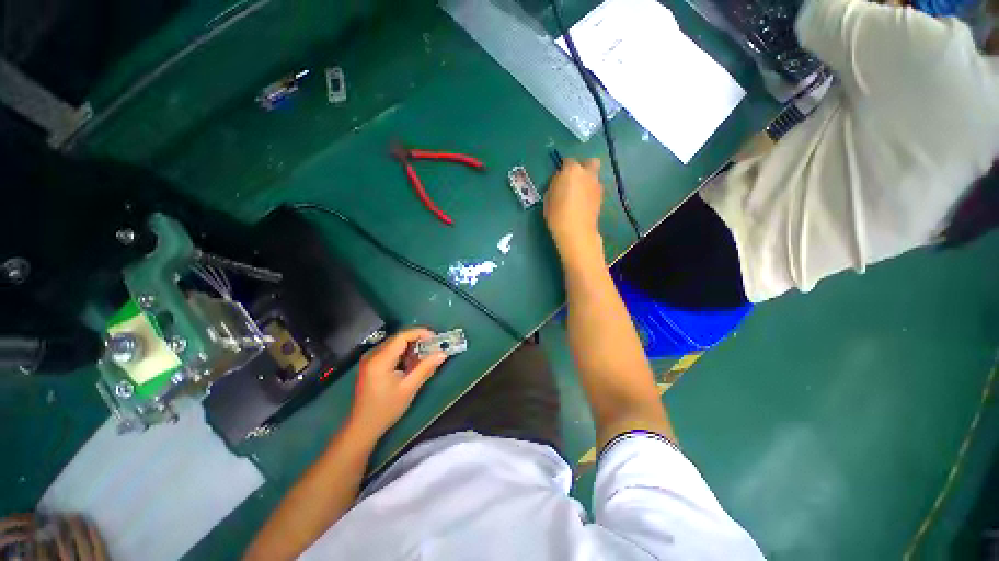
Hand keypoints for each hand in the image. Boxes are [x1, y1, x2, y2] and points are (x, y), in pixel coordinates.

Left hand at [349, 328, 447, 437]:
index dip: (420, 333)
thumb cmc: (386, 409)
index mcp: (380, 360)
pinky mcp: (371, 363)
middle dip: (418, 340)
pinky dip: (404, 353)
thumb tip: (442, 353)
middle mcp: (373, 354)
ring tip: (425, 356)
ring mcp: (370, 358)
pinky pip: (391, 350)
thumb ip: (426, 368)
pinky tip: (412, 363)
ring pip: (395, 343)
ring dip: (412, 346)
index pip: (402, 336)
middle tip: (434, 347)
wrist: (363, 427)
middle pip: (399, 338)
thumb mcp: (409, 388)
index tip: (435, 339)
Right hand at [544, 158, 604, 261]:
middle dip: (583, 167)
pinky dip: (590, 192)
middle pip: (589, 162)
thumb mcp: (548, 197)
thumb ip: (556, 185)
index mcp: (572, 170)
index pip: (568, 161)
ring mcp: (597, 185)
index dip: (563, 168)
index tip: (558, 178)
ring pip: (594, 176)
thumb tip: (560, 182)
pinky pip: (595, 189)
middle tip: (573, 180)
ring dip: (587, 181)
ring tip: (578, 195)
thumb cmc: (557, 214)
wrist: (576, 232)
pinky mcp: (601, 198)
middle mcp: (588, 174)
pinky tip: (583, 203)